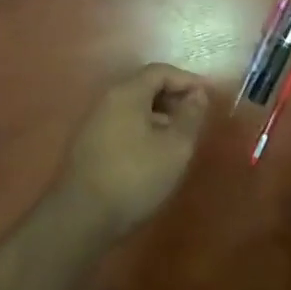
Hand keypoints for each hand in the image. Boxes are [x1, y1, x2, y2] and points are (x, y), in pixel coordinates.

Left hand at [60, 64, 209, 236]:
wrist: (81, 218)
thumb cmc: (135, 177)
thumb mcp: (175, 147)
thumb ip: (190, 116)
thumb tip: (198, 94)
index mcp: (126, 93)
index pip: (160, 71)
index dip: (187, 80)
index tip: (209, 95)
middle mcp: (106, 100)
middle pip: (144, 86)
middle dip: (173, 97)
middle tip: (196, 116)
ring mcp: (93, 122)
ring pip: (133, 107)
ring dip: (159, 115)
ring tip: (179, 137)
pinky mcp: (88, 144)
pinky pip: (122, 123)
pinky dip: (143, 128)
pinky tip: (154, 153)